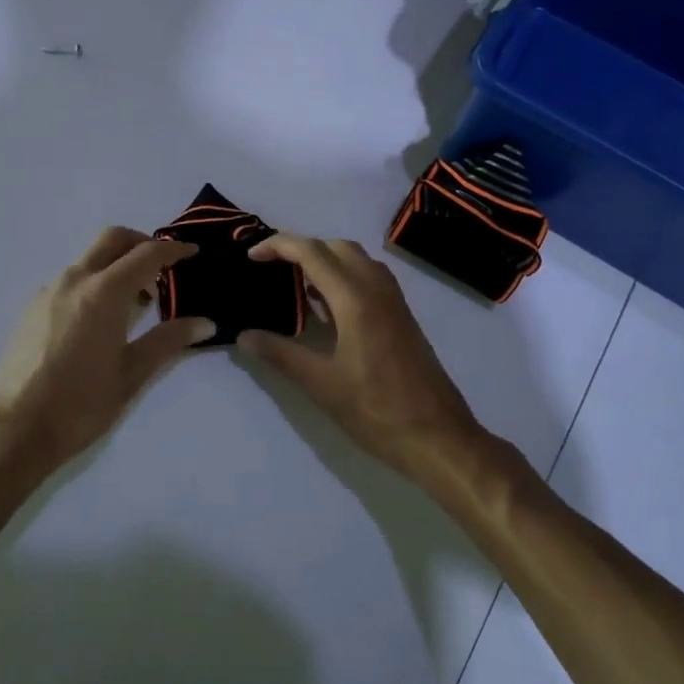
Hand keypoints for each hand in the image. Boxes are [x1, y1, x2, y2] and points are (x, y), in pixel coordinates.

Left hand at [0, 227, 214, 488]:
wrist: (13, 429)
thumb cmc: (80, 404)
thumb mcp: (133, 374)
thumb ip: (169, 340)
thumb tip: (205, 323)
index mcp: (104, 292)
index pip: (147, 254)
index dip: (173, 250)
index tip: (192, 253)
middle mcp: (75, 280)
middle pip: (112, 239)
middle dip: (141, 243)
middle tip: (162, 268)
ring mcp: (48, 291)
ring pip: (89, 259)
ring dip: (116, 265)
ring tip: (135, 302)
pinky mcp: (31, 307)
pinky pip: (70, 280)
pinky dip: (94, 282)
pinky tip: (100, 319)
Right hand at [237, 234, 483, 484]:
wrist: (439, 437)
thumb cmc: (377, 411)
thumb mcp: (321, 385)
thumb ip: (280, 354)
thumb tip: (244, 335)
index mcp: (355, 299)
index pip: (311, 252)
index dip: (278, 246)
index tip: (251, 257)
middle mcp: (377, 289)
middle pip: (335, 246)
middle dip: (301, 248)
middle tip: (271, 268)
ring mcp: (394, 301)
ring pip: (356, 259)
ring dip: (325, 259)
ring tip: (295, 284)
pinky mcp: (402, 316)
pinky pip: (369, 277)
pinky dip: (344, 275)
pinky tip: (327, 306)